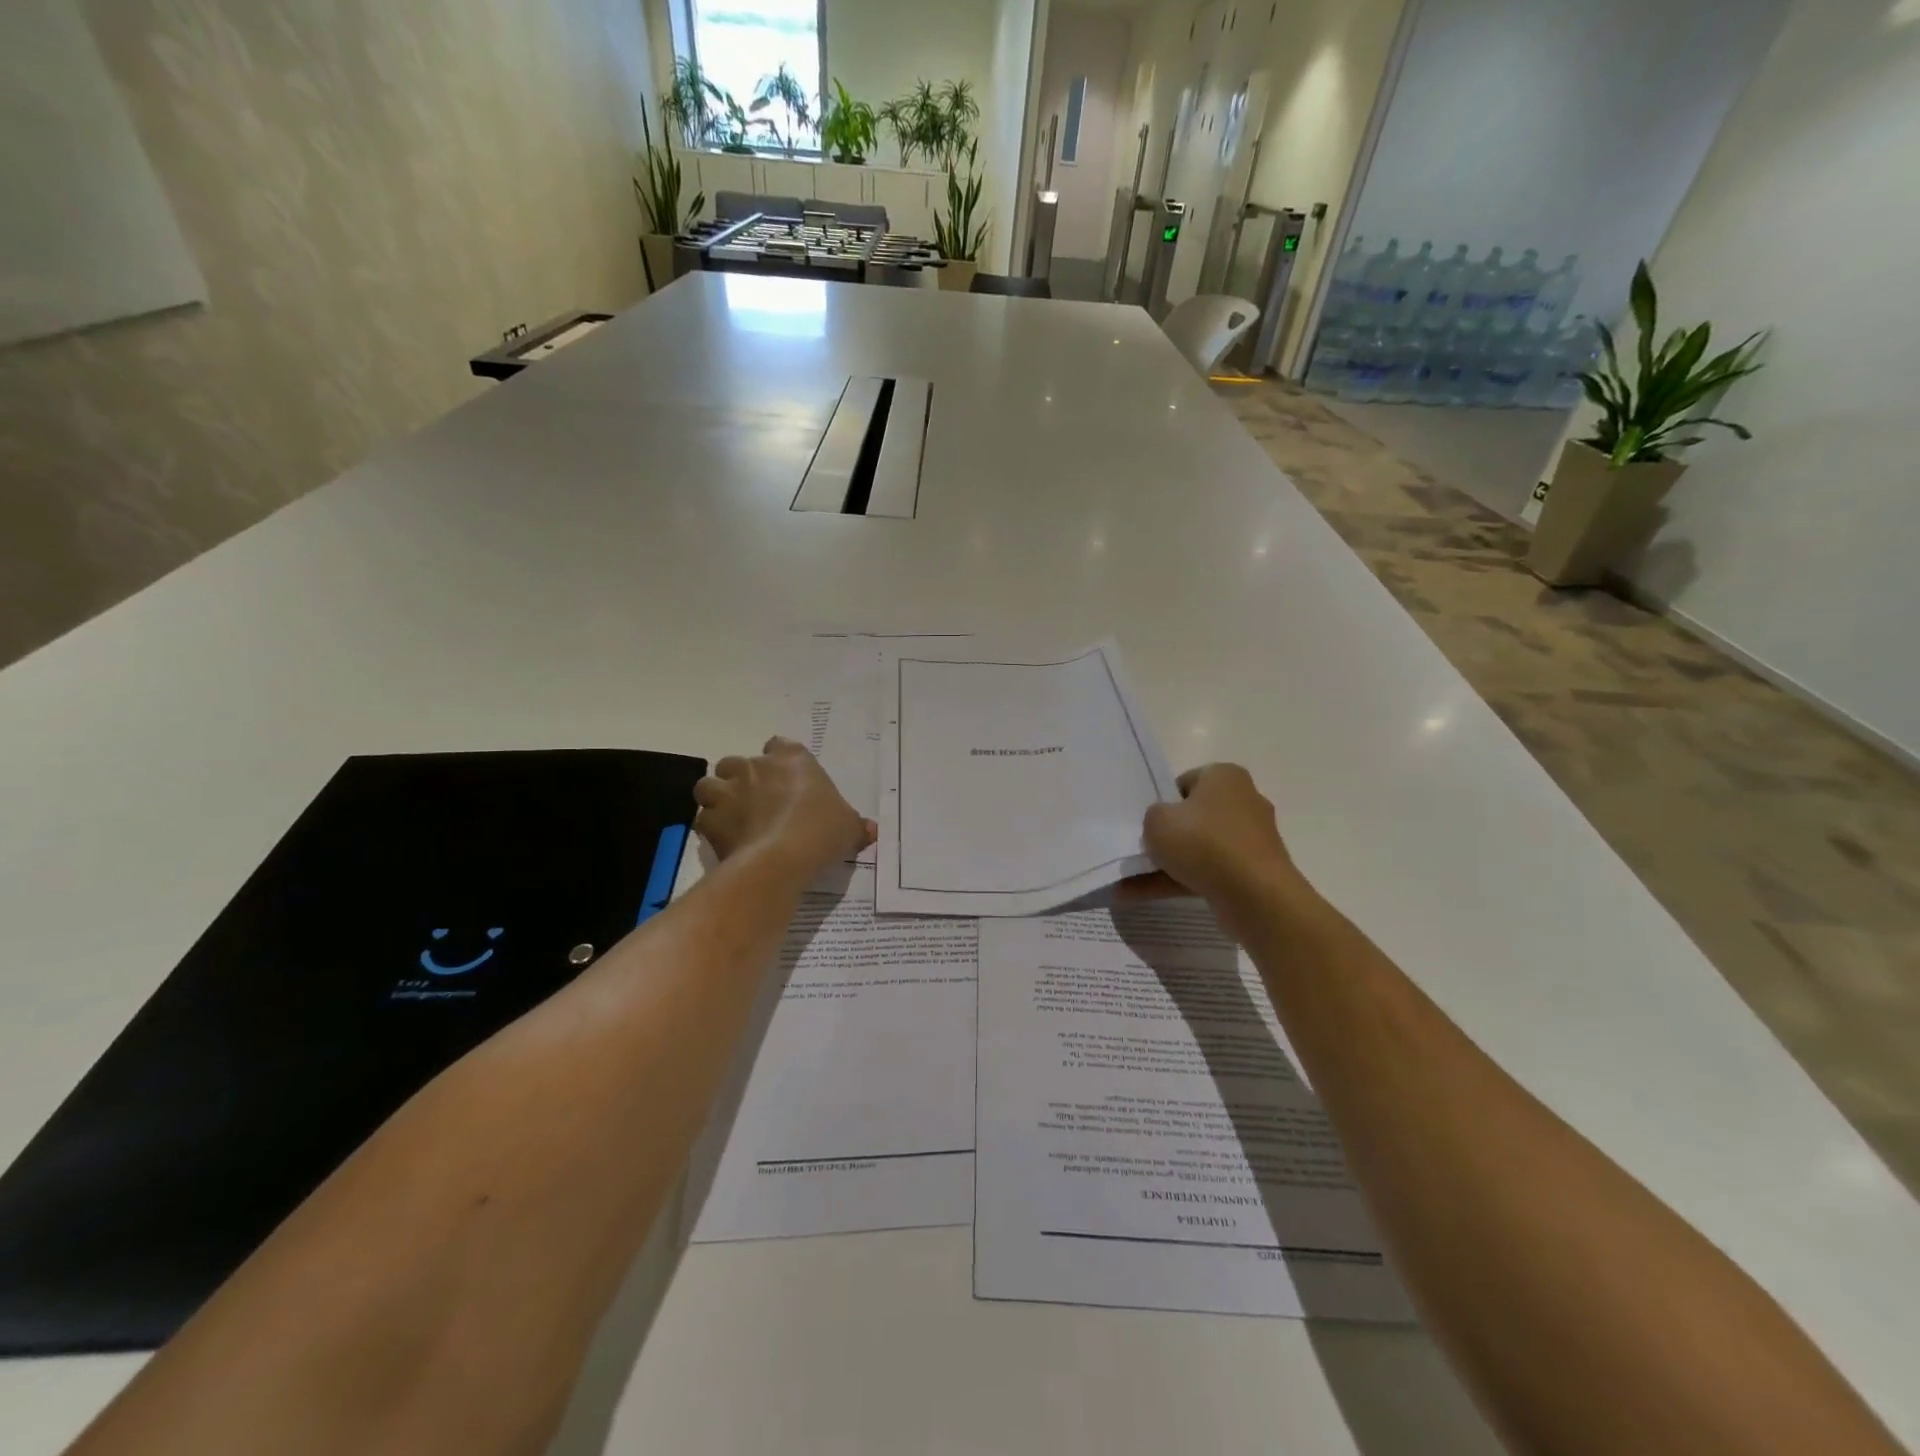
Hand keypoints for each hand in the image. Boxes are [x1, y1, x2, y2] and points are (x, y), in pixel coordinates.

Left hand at [692, 737, 876, 874]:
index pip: (780, 745)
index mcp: (792, 759)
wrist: (783, 858)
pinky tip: (725, 841)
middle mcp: (756, 767)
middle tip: (756, 802)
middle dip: (741, 778)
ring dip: (717, 797)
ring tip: (730, 816)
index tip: (785, 779)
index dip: (779, 760)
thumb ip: (856, 826)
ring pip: (709, 784)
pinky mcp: (710, 819)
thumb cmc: (821, 830)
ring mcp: (729, 791)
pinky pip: (704, 818)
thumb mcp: (849, 827)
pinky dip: (711, 828)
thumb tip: (870, 831)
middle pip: (737, 762)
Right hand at [1123, 764, 1310, 919]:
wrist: (1255, 894)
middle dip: (1167, 836)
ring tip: (1130, 883)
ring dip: (1167, 865)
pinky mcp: (1252, 872)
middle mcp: (1243, 802)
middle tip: (1140, 850)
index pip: (1186, 782)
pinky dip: (1180, 882)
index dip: (1162, 801)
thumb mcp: (1157, 821)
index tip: (1147, 822)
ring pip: (1199, 849)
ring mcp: (1250, 840)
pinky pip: (1208, 872)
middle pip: (1194, 817)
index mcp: (1225, 776)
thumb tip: (1164, 825)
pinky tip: (1145, 896)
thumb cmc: (1203, 842)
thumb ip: (1153, 817)